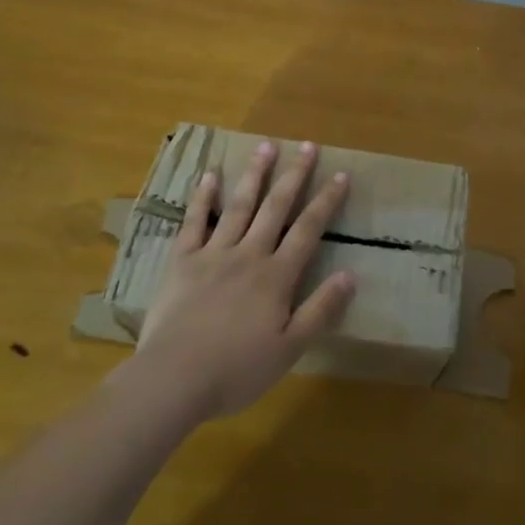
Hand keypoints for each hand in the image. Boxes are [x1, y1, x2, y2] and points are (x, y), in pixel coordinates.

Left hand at [134, 140, 355, 421]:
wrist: (174, 378)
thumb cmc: (236, 370)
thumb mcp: (290, 348)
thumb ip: (320, 310)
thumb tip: (351, 275)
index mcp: (276, 276)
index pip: (308, 230)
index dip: (326, 201)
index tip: (341, 174)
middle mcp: (249, 254)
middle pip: (276, 207)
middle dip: (294, 175)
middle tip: (308, 145)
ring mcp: (213, 253)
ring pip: (239, 206)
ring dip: (254, 175)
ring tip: (266, 146)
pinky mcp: (182, 261)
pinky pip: (194, 222)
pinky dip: (202, 197)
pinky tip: (209, 175)